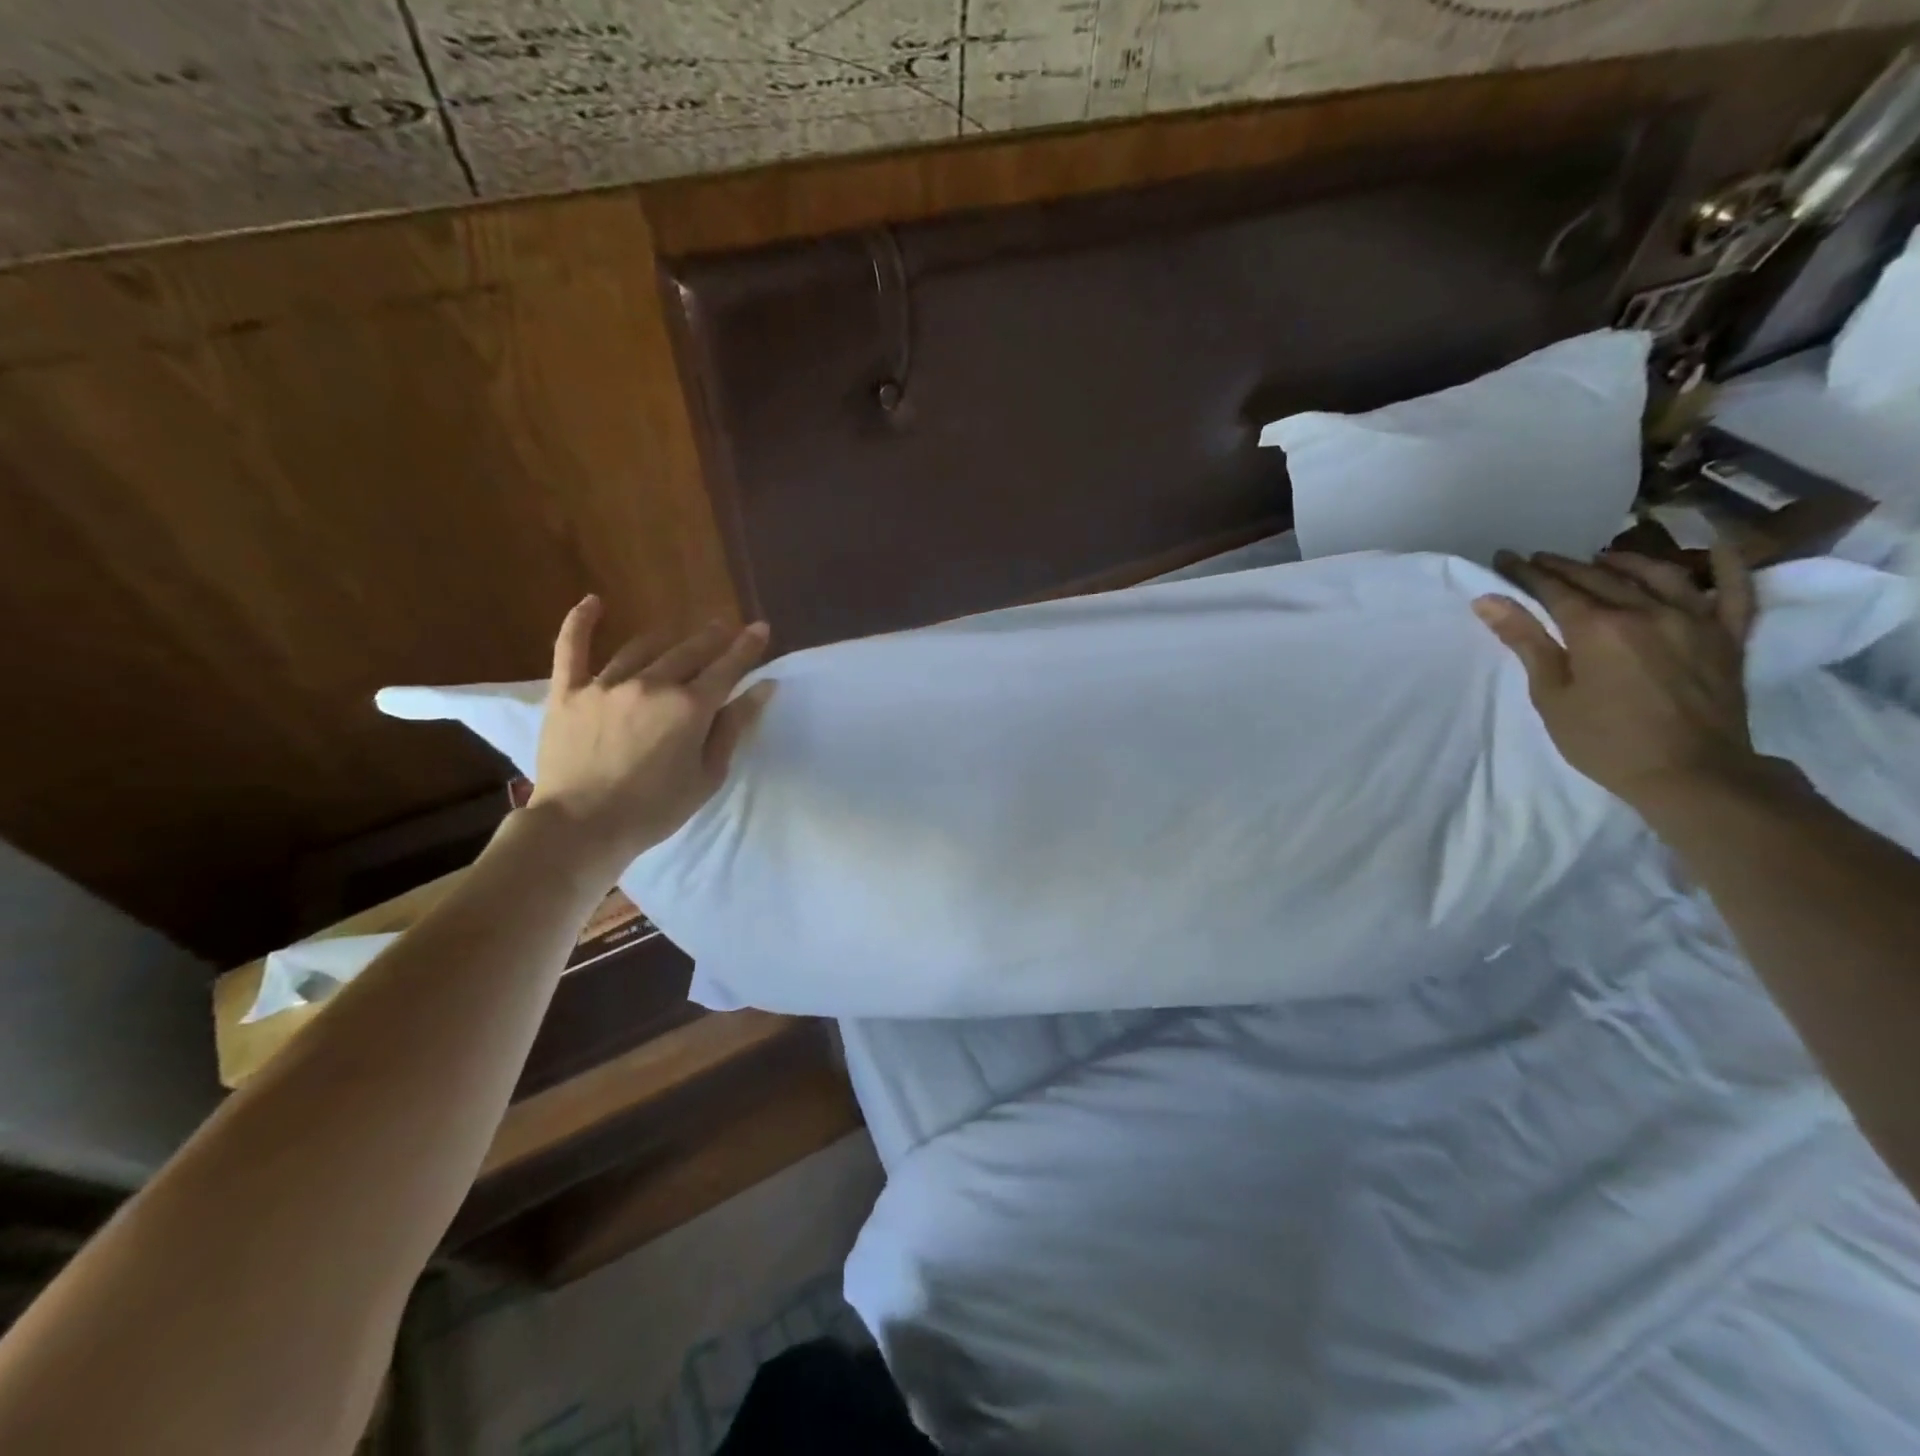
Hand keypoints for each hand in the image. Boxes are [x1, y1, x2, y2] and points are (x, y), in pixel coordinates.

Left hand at [526, 597, 772, 877]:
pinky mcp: (568, 691)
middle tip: (725, 628)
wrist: (581, 827)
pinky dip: (581, 622)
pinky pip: (572, 648)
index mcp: (690, 707)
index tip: (761, 628)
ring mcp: (606, 683)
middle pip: (690, 650)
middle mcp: (652, 683)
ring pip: (644, 648)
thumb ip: (734, 727)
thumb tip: (763, 687)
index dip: (748, 646)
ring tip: (679, 634)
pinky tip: (593, 602)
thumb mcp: (708, 775)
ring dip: (668, 637)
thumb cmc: (655, 809)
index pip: (728, 667)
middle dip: (713, 637)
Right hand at [1472, 541, 1762, 810]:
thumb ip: (1525, 641)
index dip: (1526, 573)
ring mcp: (1694, 620)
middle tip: (1538, 559)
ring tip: (1601, 558)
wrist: (1690, 773)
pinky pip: (1734, 591)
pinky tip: (1714, 550)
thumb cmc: (1604, 740)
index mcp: (1598, 628)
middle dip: (1564, 566)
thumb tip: (1489, 600)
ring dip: (1625, 561)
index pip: (1554, 589)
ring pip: (1659, 574)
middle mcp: (1647, 612)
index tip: (1505, 558)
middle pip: (1599, 578)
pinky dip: (1726, 566)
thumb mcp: (1551, 694)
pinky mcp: (1728, 637)